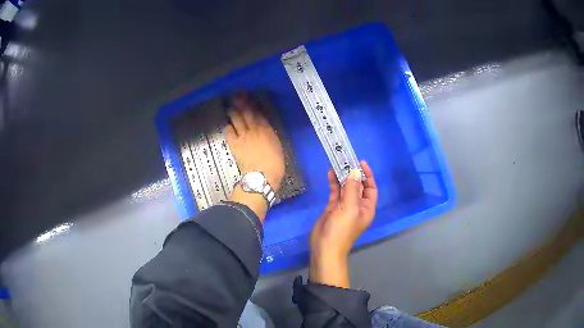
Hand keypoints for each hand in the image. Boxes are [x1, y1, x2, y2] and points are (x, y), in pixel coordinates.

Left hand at [226, 92, 284, 221]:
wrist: (262, 175)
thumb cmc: (275, 164)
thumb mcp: (277, 145)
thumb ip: (269, 134)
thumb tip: (263, 128)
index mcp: (266, 129)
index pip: (258, 113)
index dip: (252, 104)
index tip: (248, 97)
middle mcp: (254, 129)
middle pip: (246, 112)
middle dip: (241, 103)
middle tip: (236, 96)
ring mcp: (243, 136)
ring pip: (237, 119)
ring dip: (233, 112)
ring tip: (231, 108)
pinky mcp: (234, 144)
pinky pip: (229, 132)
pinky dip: (228, 127)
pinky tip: (228, 125)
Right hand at [309, 161, 377, 287]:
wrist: (324, 247)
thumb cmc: (341, 230)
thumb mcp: (350, 208)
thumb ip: (352, 189)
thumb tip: (355, 171)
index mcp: (367, 207)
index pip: (371, 188)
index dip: (367, 175)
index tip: (360, 162)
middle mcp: (357, 206)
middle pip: (358, 186)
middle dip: (354, 173)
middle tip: (347, 160)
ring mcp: (344, 207)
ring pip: (346, 187)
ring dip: (343, 176)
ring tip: (337, 163)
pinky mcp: (333, 208)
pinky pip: (335, 192)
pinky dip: (333, 183)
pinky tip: (330, 173)